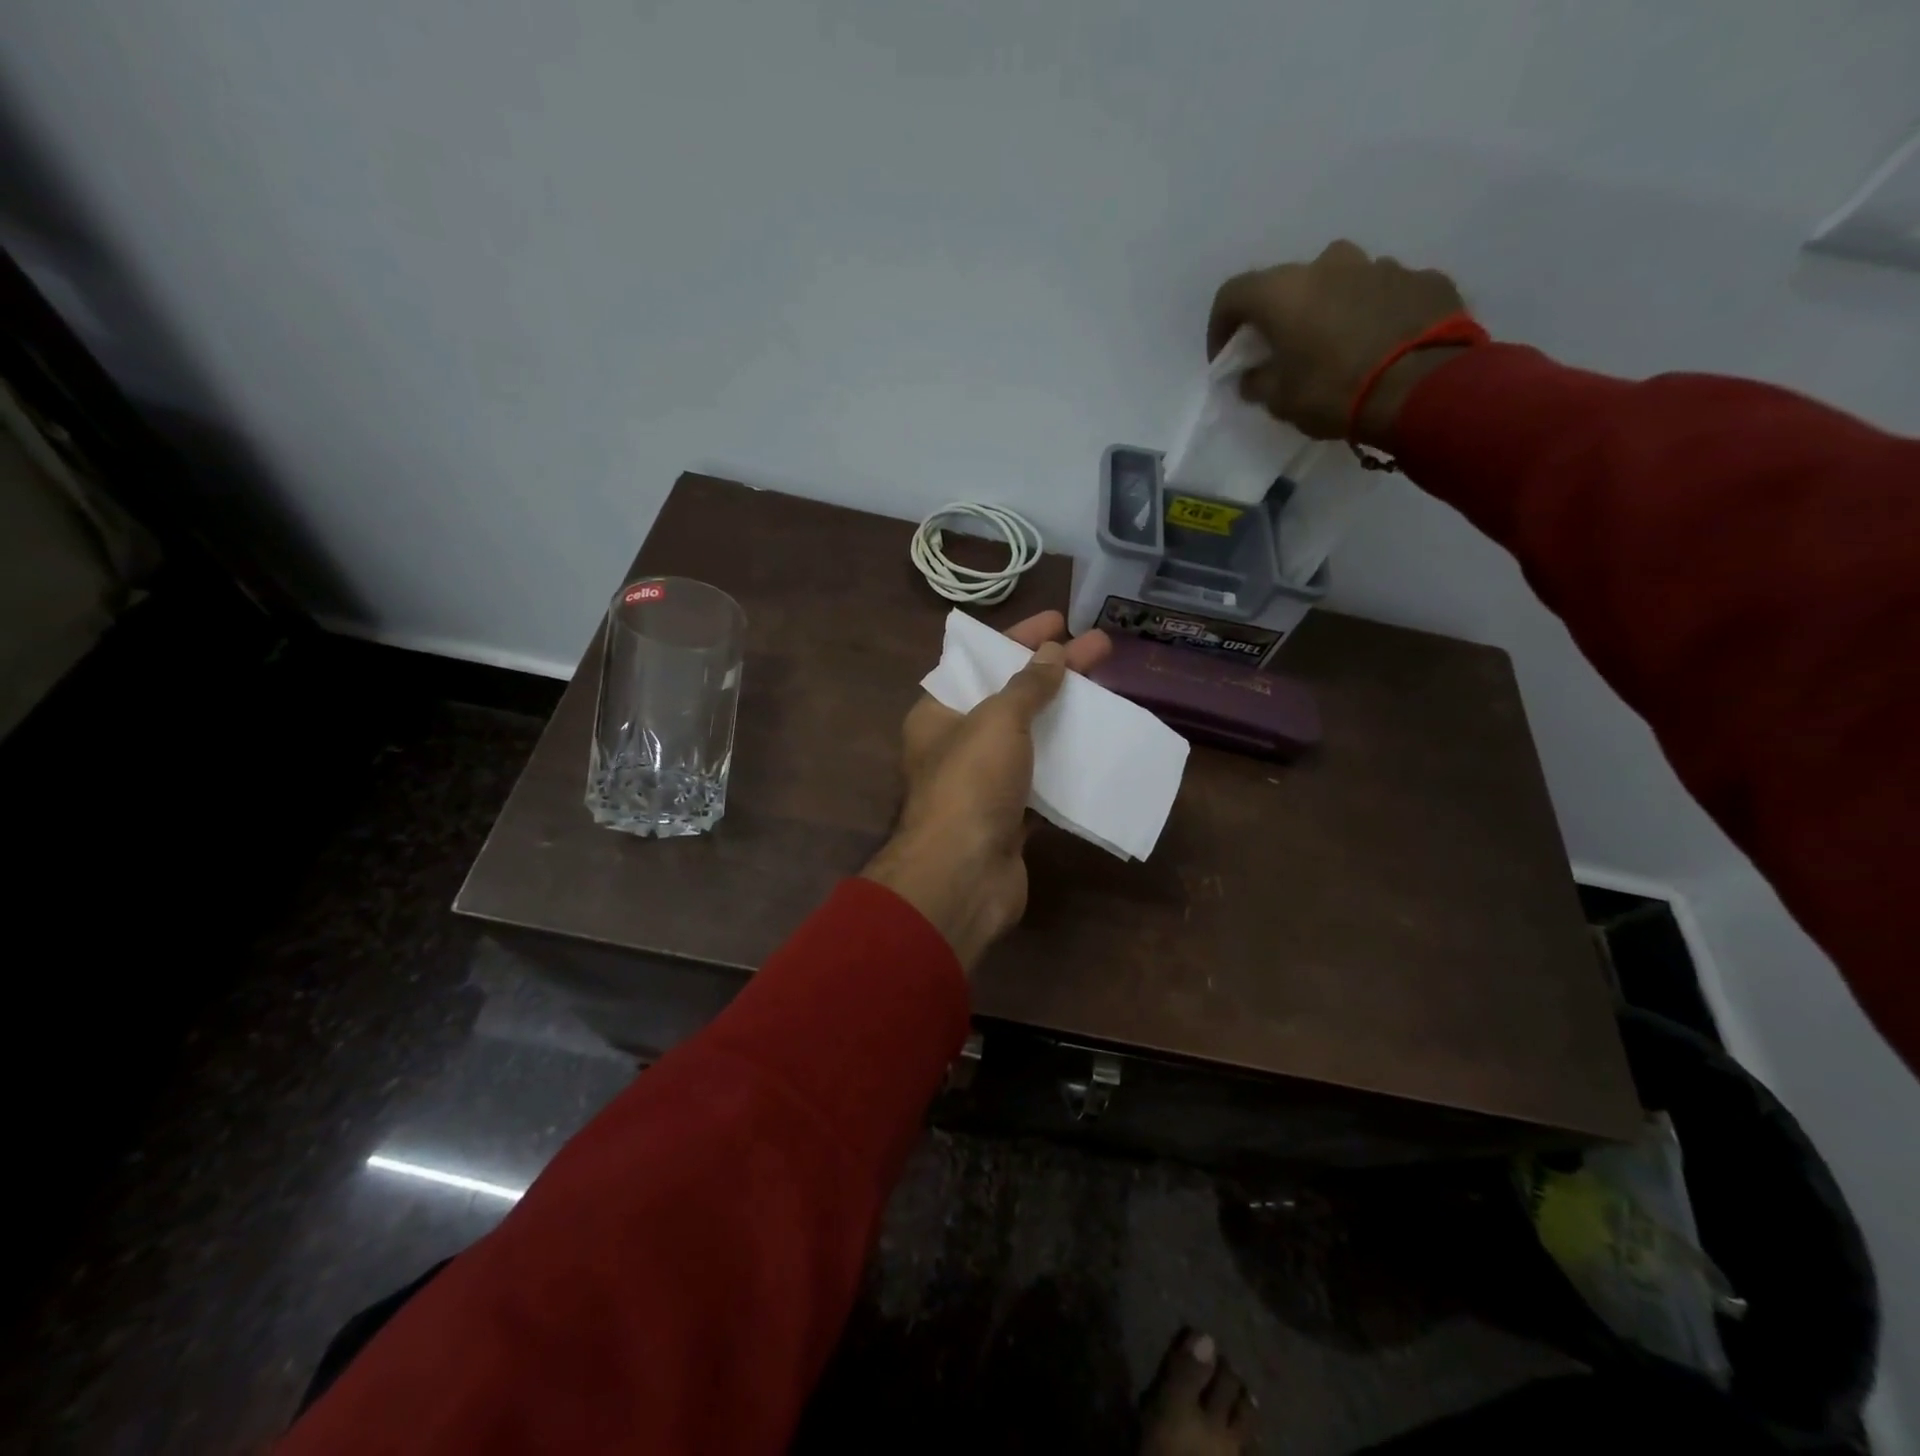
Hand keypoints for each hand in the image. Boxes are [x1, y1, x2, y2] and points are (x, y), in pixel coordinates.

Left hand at [862, 611, 1111, 970]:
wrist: (963, 876)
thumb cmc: (971, 783)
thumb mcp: (998, 720)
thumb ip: (1027, 686)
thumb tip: (1051, 654)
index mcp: (938, 713)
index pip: (979, 661)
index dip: (1018, 637)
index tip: (1059, 621)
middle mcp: (957, 744)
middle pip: (1011, 697)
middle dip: (1055, 672)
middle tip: (1101, 648)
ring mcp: (984, 783)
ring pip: (1030, 739)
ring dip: (1066, 717)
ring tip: (1110, 694)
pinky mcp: (1009, 816)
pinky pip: (1043, 780)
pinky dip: (1068, 764)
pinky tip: (1101, 747)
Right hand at [1208, 240, 1467, 447]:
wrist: (1423, 387)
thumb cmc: (1334, 392)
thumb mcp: (1280, 401)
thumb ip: (1259, 381)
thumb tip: (1253, 375)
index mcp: (1286, 291)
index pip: (1233, 294)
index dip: (1221, 326)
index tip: (1226, 357)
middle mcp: (1330, 264)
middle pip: (1292, 283)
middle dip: (1282, 315)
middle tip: (1285, 351)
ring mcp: (1381, 266)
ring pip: (1342, 282)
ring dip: (1331, 309)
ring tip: (1338, 349)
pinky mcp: (1422, 278)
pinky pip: (1385, 293)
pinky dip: (1373, 314)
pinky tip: (1379, 347)